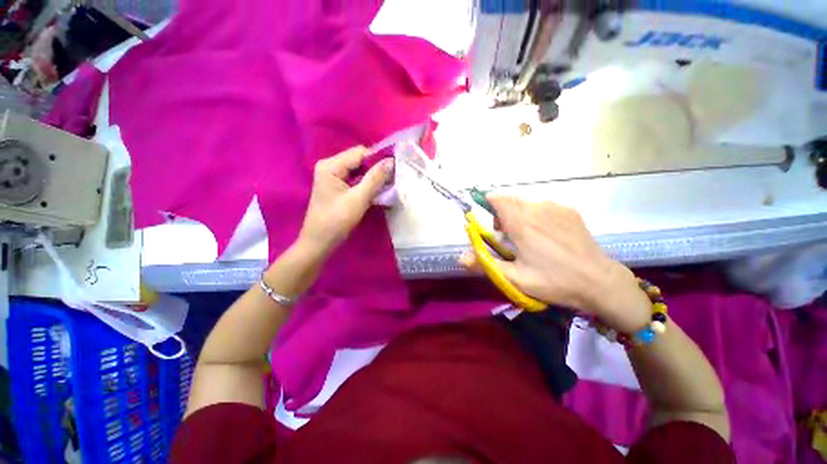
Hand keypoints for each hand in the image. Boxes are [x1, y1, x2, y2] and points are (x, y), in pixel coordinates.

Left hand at [299, 146, 393, 256]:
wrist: (319, 242)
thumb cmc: (336, 221)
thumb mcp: (358, 199)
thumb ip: (375, 179)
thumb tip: (391, 161)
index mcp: (331, 166)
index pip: (360, 152)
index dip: (378, 158)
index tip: (395, 168)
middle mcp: (330, 166)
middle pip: (359, 160)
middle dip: (377, 168)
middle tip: (394, 178)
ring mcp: (333, 176)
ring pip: (359, 170)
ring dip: (373, 177)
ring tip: (388, 184)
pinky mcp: (337, 186)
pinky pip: (356, 179)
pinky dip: (367, 183)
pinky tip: (378, 190)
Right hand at [460, 196, 649, 332]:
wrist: (599, 282)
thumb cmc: (554, 281)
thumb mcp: (515, 278)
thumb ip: (485, 265)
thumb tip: (460, 257)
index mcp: (522, 223)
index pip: (497, 199)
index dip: (488, 204)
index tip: (490, 223)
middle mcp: (537, 209)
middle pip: (510, 200)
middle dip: (502, 213)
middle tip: (507, 236)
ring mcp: (556, 208)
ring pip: (526, 203)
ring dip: (519, 214)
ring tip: (526, 236)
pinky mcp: (569, 211)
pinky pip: (543, 206)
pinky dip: (536, 214)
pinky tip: (547, 235)